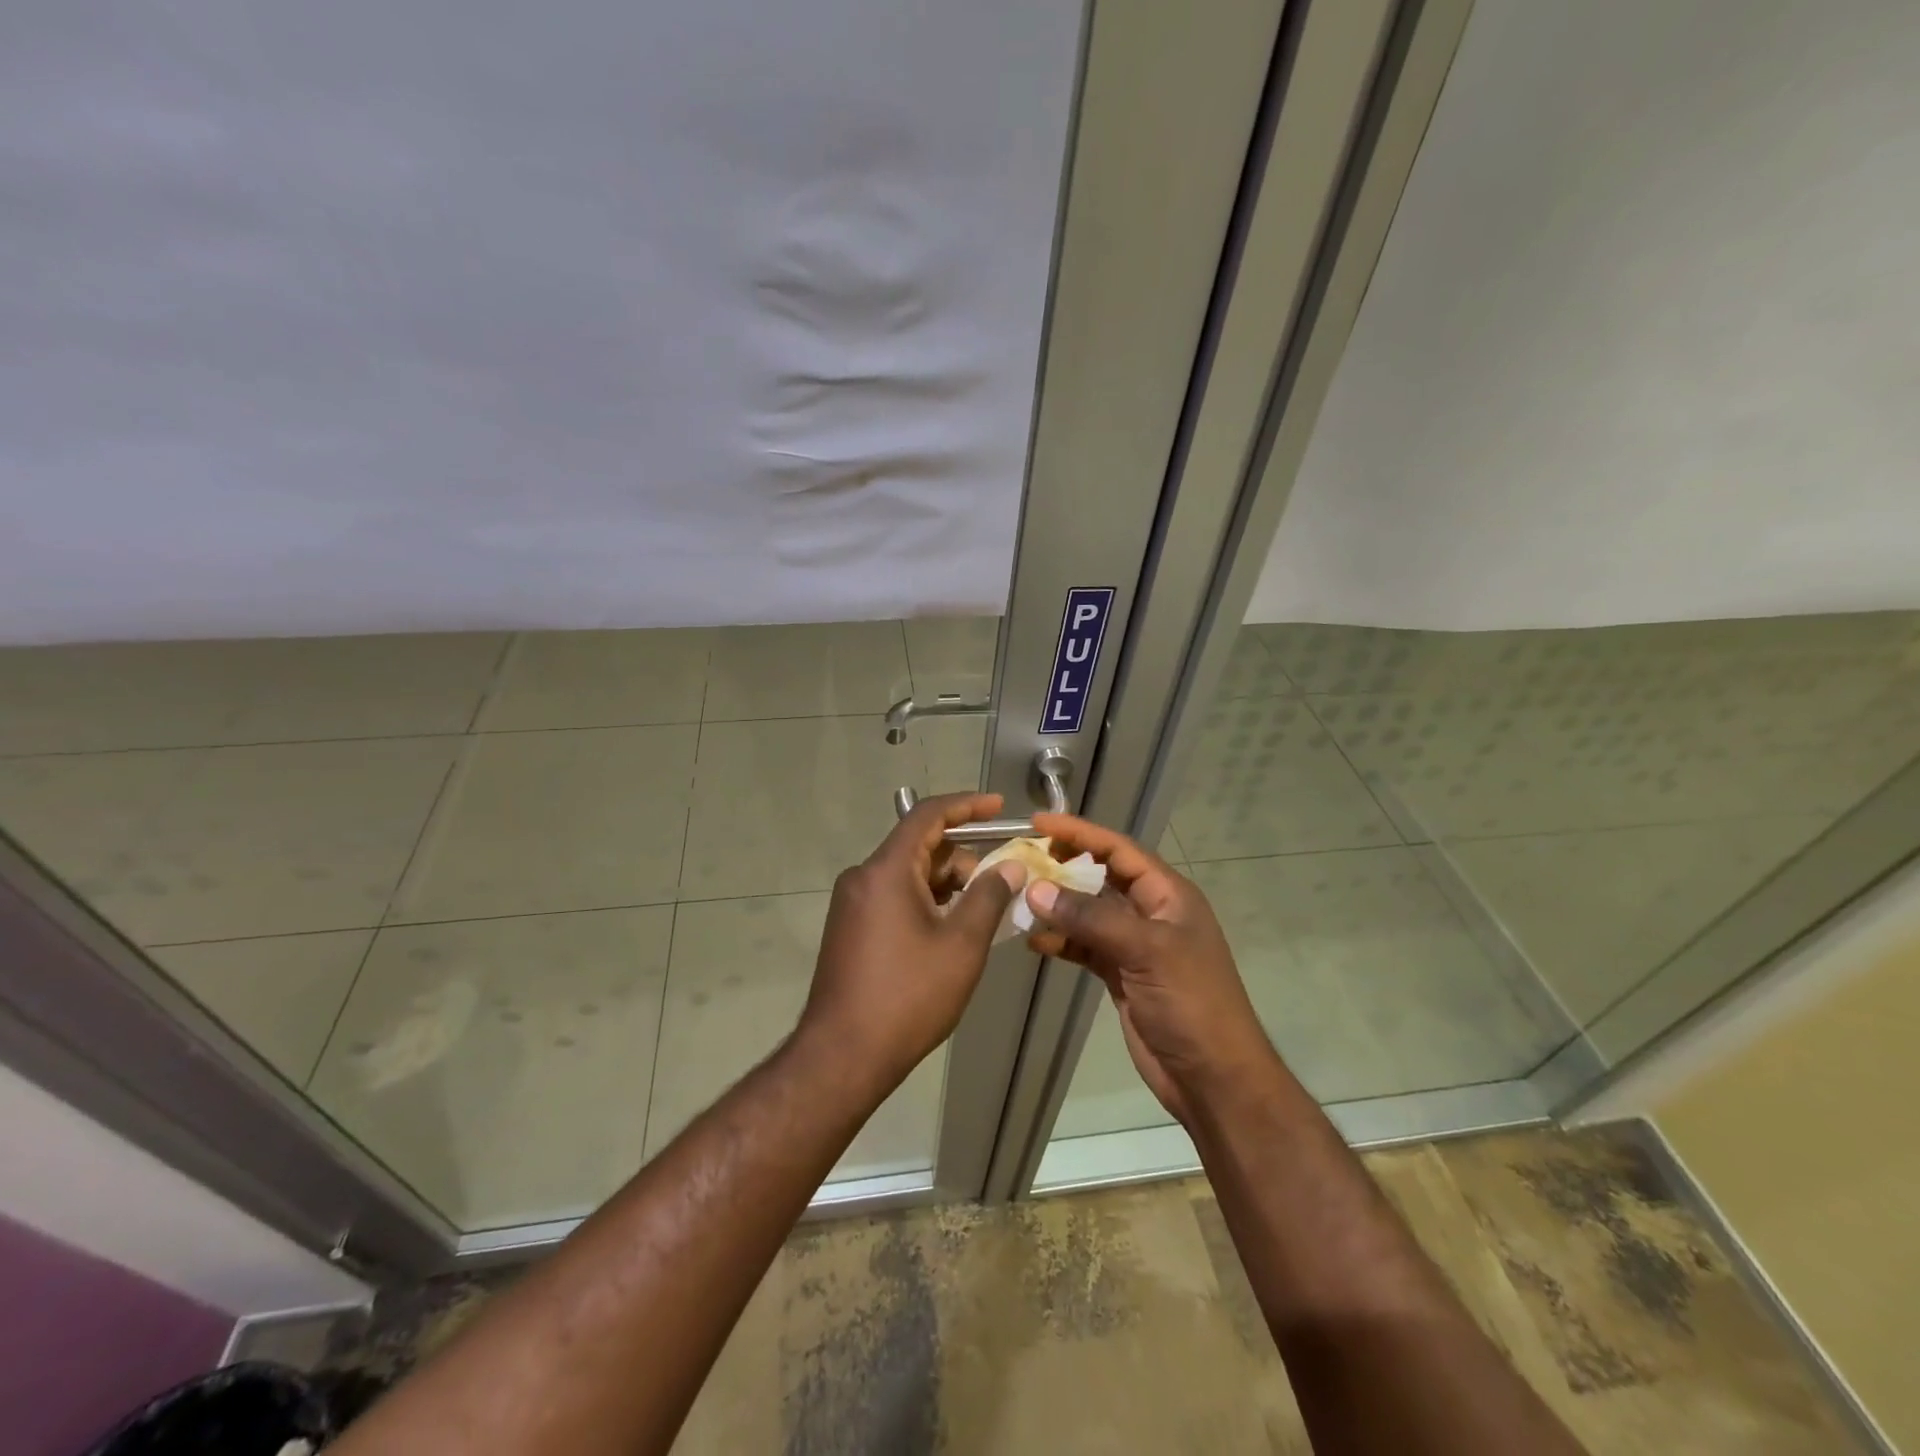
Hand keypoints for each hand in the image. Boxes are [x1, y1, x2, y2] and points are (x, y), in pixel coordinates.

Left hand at [797, 793, 1025, 1096]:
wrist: (842, 1056)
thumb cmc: (908, 996)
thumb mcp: (961, 945)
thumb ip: (988, 896)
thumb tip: (1009, 866)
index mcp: (885, 870)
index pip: (927, 816)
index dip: (967, 806)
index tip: (1000, 807)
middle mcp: (863, 877)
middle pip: (920, 847)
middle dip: (964, 857)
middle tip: (1003, 881)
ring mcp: (852, 904)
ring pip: (908, 875)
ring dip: (947, 884)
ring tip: (984, 911)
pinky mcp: (850, 929)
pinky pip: (894, 898)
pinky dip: (927, 903)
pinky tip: (953, 929)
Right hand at [1023, 813, 1274, 1124]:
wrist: (1212, 1077)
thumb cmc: (1191, 1003)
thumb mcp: (1145, 951)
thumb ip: (1090, 918)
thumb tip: (1037, 889)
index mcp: (1168, 895)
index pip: (1119, 850)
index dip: (1080, 833)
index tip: (1039, 822)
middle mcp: (1151, 913)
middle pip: (1101, 877)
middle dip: (1064, 866)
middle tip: (1023, 859)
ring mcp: (1135, 945)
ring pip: (1089, 913)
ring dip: (1058, 906)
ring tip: (1020, 901)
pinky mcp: (1121, 974)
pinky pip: (1085, 947)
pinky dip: (1061, 942)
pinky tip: (1035, 942)